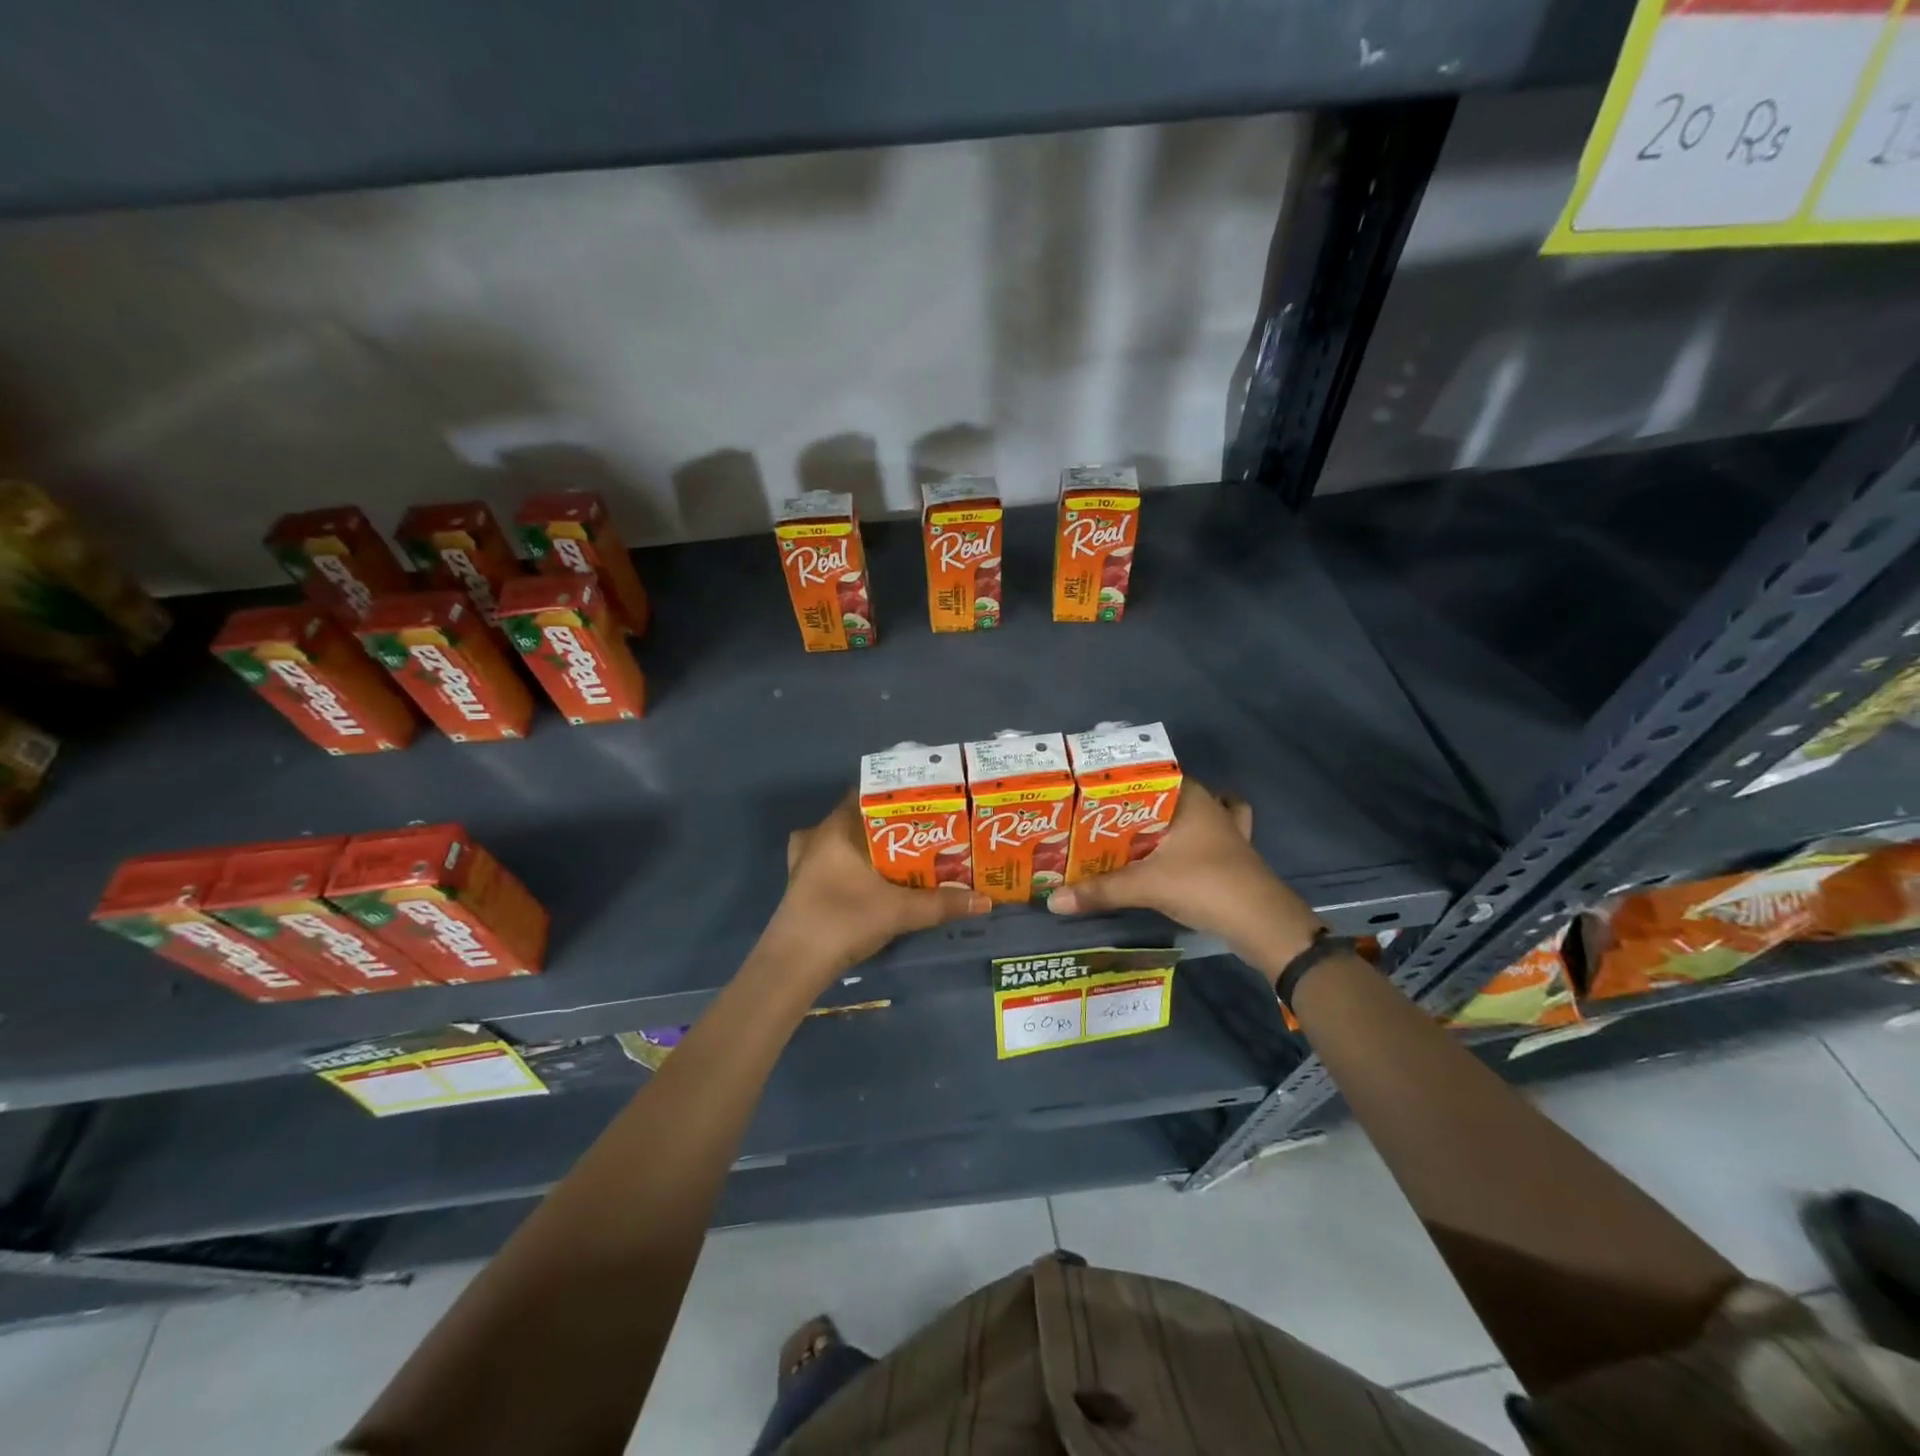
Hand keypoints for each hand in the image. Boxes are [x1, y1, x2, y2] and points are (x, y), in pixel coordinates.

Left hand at [761, 795, 990, 989]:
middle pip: (858, 818)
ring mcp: (804, 862)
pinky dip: (850, 866)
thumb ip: (942, 903)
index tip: (927, 803)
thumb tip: (986, 900)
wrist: (793, 965)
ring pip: (842, 841)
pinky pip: (830, 863)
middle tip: (924, 831)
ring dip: (868, 846)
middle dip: (890, 824)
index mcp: (837, 827)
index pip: (868, 794)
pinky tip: (868, 880)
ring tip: (900, 854)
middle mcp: (818, 836)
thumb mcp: (899, 911)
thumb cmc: (843, 920)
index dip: (898, 796)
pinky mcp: (801, 886)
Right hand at [1045, 783, 1321, 979]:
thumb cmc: (1205, 885)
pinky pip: (1206, 838)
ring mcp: (1225, 830)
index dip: (1121, 781)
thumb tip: (1052, 900)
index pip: (1150, 773)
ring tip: (1133, 832)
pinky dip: (1192, 841)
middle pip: (1166, 795)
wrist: (1263, 923)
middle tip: (1098, 817)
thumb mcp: (1146, 885)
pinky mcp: (1231, 855)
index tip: (1091, 791)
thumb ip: (1099, 890)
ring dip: (1165, 821)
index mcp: (1190, 798)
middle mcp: (1209, 805)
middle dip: (1136, 805)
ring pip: (1189, 814)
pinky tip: (1177, 851)